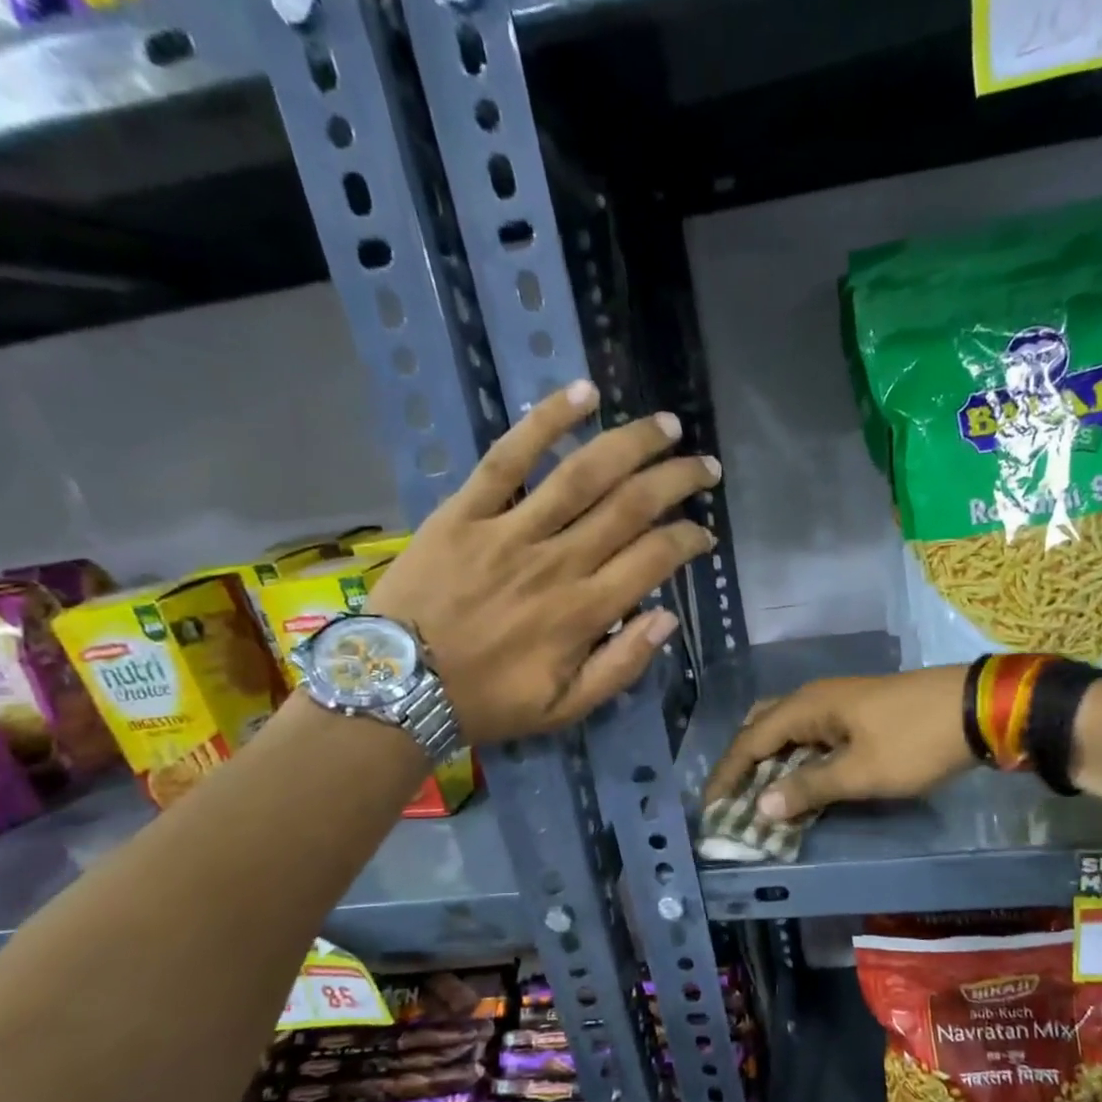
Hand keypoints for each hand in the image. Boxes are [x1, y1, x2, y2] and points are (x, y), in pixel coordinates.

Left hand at [370, 381, 716, 744]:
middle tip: (705, 466)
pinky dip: (546, 422)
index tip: (704, 534)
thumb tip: (666, 619)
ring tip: (666, 424)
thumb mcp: (564, 709)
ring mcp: (510, 531)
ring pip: (582, 474)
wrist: (396, 686)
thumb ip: (620, 667)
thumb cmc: (487, 701)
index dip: (689, 540)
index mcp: (584, 612)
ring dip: (631, 443)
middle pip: (630, 506)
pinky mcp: (466, 511)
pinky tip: (583, 393)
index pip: (654, 559)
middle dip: (677, 480)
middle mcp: (557, 563)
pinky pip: (508, 458)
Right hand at [704, 666, 976, 821]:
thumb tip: (761, 806)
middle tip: (734, 796)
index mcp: (806, 707)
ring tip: (763, 794)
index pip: (750, 741)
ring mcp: (838, 702)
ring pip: (788, 730)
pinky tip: (803, 780)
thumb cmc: (914, 741)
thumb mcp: (861, 773)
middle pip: (762, 726)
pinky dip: (797, 758)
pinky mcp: (858, 712)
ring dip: (771, 760)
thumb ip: (809, 788)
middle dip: (744, 761)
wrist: (977, 709)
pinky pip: (811, 734)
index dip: (728, 774)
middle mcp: (814, 698)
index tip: (710, 806)